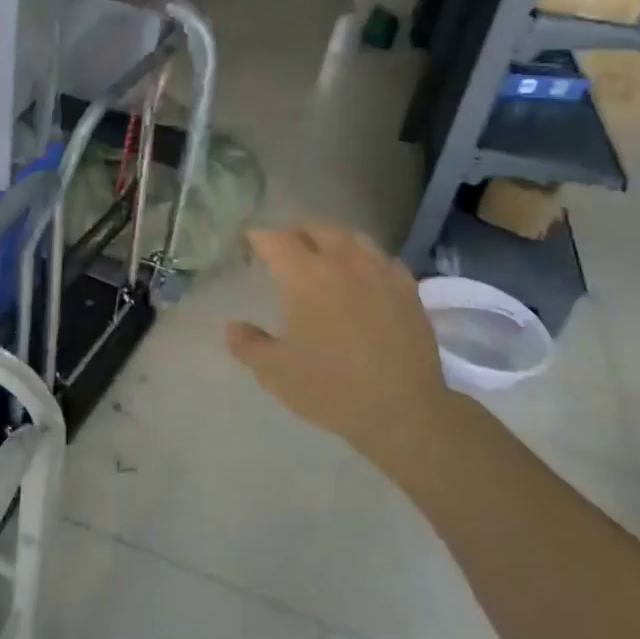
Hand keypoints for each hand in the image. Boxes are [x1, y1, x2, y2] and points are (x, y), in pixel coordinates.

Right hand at [226, 224, 457, 464]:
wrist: (403, 410)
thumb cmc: (331, 388)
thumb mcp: (275, 372)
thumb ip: (248, 344)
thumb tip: (230, 326)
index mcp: (305, 276)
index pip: (277, 240)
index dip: (260, 237)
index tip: (252, 241)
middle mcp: (343, 263)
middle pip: (317, 228)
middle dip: (296, 231)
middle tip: (286, 245)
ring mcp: (380, 273)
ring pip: (353, 237)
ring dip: (333, 239)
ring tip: (325, 253)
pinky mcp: (408, 290)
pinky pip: (384, 259)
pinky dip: (367, 259)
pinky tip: (365, 275)